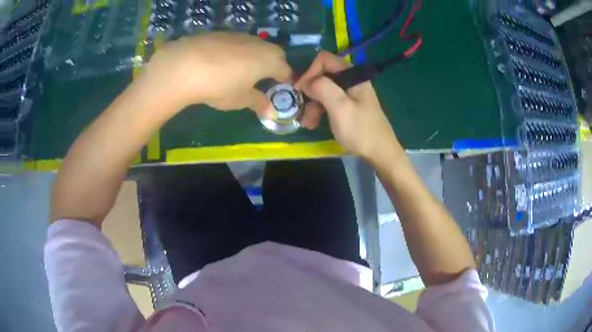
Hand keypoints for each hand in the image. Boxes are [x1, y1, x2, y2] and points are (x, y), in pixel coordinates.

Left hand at [140, 32, 291, 115]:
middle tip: (265, 78)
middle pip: (273, 53)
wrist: (185, 65)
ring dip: (254, 57)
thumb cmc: (221, 86)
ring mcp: (239, 36)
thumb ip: (258, 103)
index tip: (284, 87)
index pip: (285, 70)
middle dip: (273, 65)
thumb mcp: (241, 99)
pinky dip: (235, 52)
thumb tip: (272, 113)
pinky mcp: (221, 33)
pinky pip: (236, 43)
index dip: (286, 80)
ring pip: (254, 46)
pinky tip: (221, 63)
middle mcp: (258, 44)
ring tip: (242, 70)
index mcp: (269, 60)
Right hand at [295, 51, 401, 161]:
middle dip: (310, 92)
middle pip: (322, 75)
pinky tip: (314, 123)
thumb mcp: (340, 108)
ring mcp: (350, 93)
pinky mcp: (348, 105)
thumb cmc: (361, 131)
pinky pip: (329, 101)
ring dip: (313, 104)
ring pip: (323, 90)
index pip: (324, 60)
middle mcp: (351, 80)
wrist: (380, 153)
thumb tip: (305, 81)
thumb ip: (322, 88)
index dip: (310, 72)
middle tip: (304, 111)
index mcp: (352, 75)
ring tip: (308, 123)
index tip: (301, 90)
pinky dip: (319, 110)